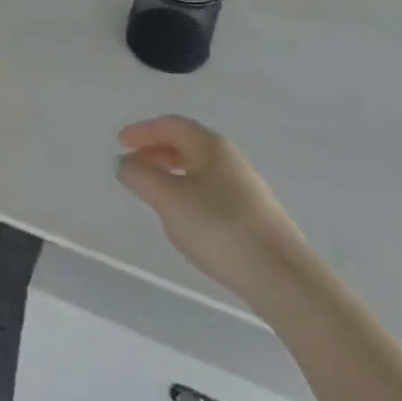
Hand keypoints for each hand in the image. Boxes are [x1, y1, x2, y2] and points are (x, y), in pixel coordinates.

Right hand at [117, 115, 307, 311]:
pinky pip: (210, 189)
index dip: (142, 131)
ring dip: (171, 172)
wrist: (282, 276)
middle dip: (155, 150)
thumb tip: (124, 162)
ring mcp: (244, 186)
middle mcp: (229, 158)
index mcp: (210, 145)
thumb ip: (141, 177)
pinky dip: (188, 191)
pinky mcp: (252, 214)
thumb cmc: (220, 228)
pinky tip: (185, 217)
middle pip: (186, 143)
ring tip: (153, 192)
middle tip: (132, 166)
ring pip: (199, 168)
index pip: (171, 125)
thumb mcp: (170, 200)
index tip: (120, 143)